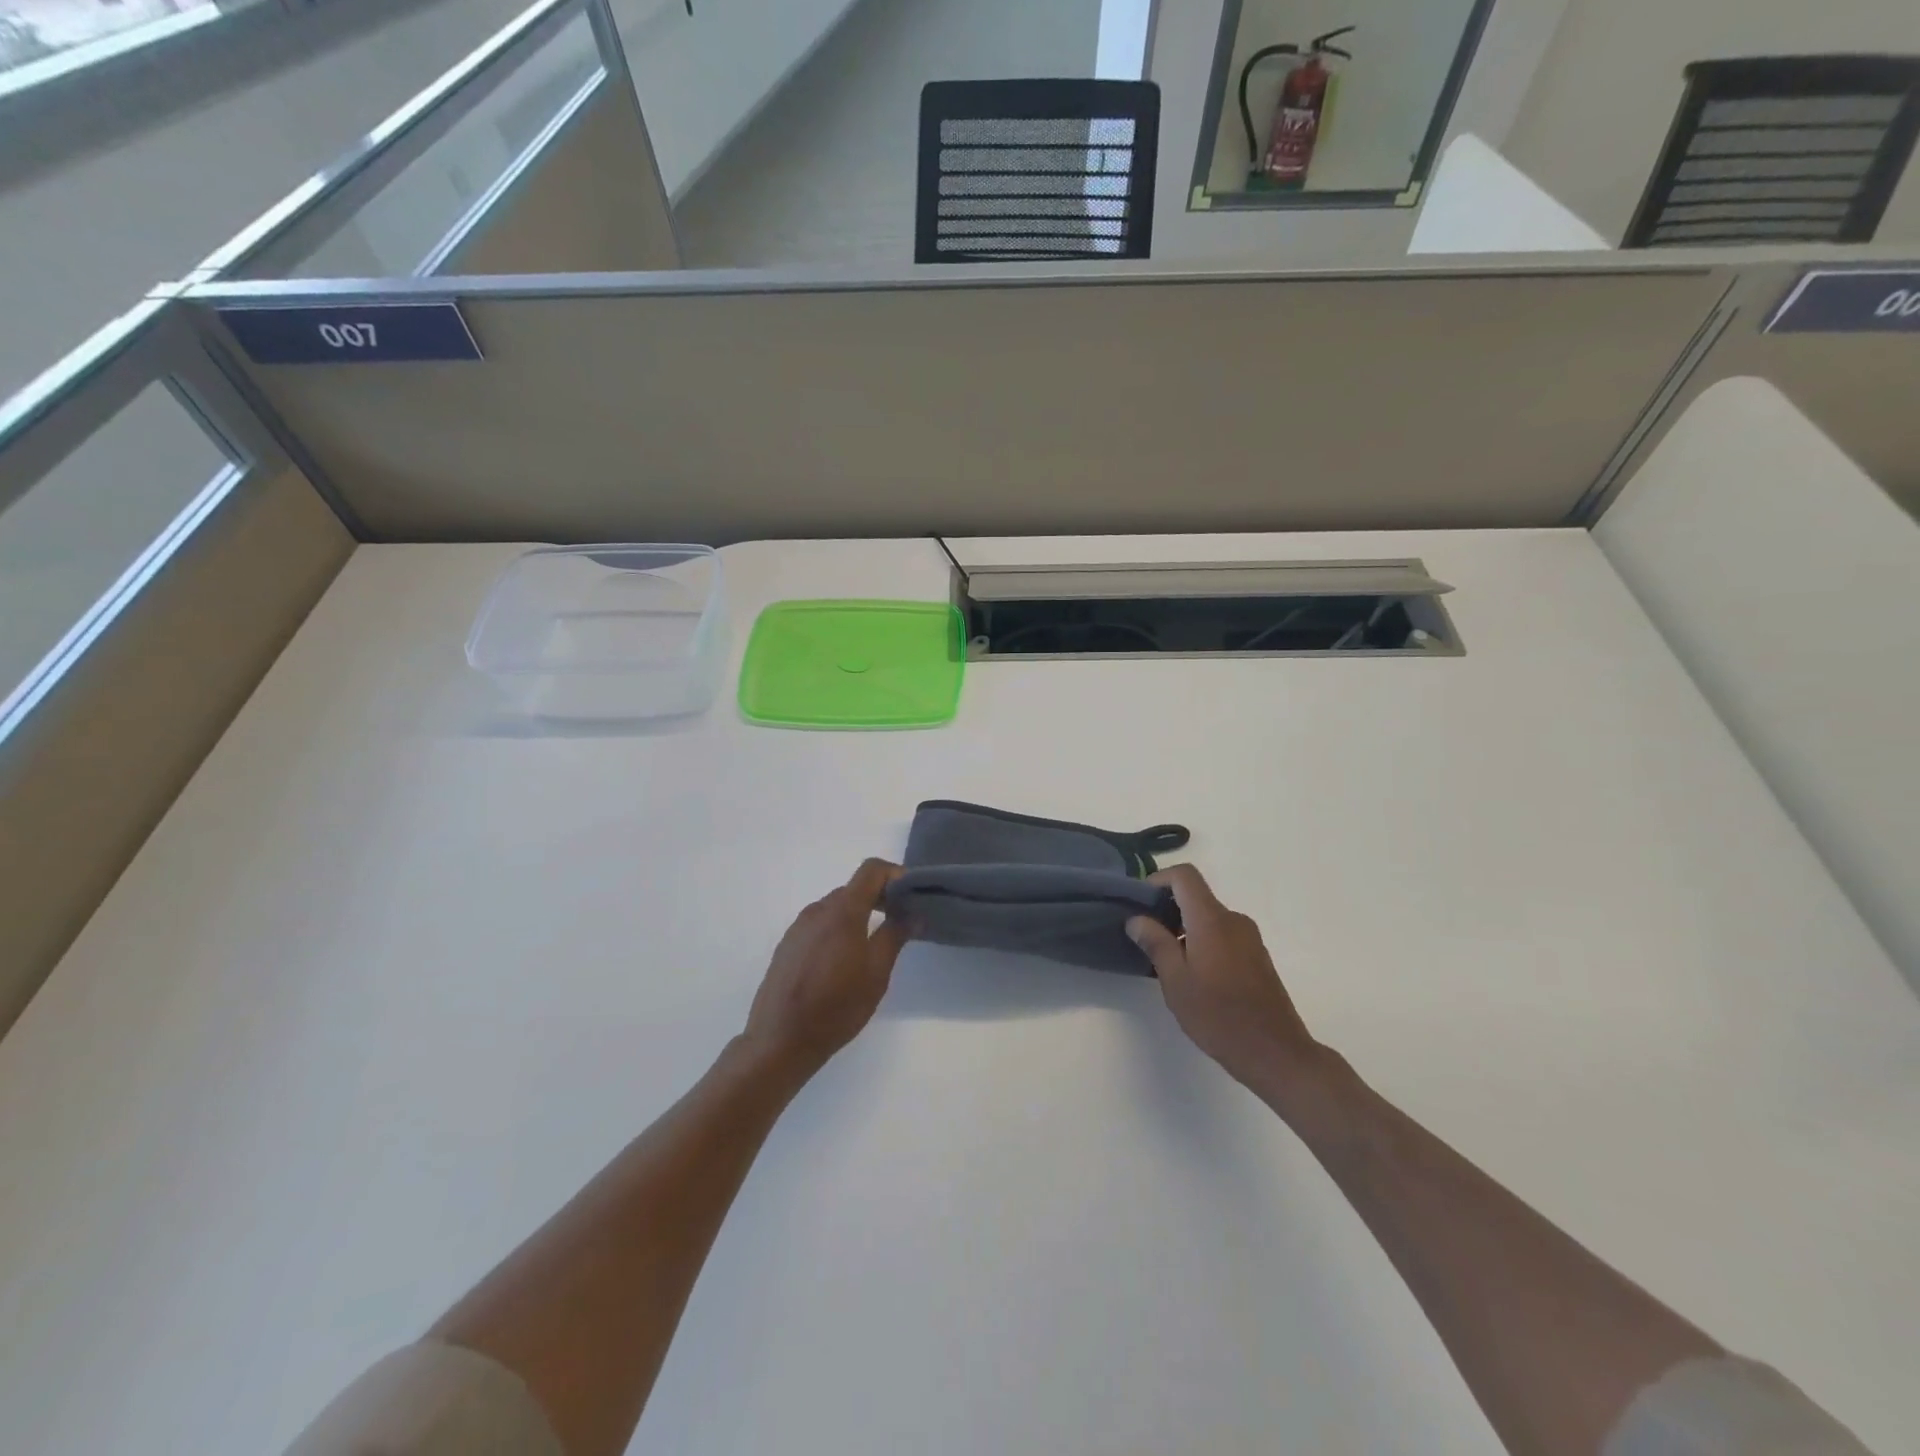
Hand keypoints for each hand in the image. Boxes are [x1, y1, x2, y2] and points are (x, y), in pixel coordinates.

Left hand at [742, 859, 908, 1085]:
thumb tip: (913, 913)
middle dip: (880, 898)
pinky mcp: (787, 945)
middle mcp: (817, 910)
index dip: (895, 875)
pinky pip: (819, 925)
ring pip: (836, 907)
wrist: (779, 1041)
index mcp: (842, 911)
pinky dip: (838, 929)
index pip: (871, 870)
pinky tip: (843, 962)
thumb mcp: (876, 974)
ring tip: (873, 946)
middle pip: (854, 888)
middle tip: (900, 923)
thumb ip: (895, 936)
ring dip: (858, 915)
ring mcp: (798, 927)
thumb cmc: (836, 1007)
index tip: (911, 896)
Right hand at [1127, 865, 1325, 1104]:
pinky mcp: (1257, 957)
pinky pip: (1222, 934)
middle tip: (1144, 937)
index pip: (1184, 876)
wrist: (1276, 1054)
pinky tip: (1193, 975)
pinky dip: (1201, 941)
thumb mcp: (1176, 981)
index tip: (1139, 904)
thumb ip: (1155, 943)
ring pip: (1208, 918)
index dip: (1158, 880)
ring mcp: (1249, 938)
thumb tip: (1137, 918)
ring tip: (1165, 962)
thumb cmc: (1219, 1016)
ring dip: (1183, 928)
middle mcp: (1234, 920)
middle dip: (1166, 909)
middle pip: (1195, 896)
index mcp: (1212, 920)